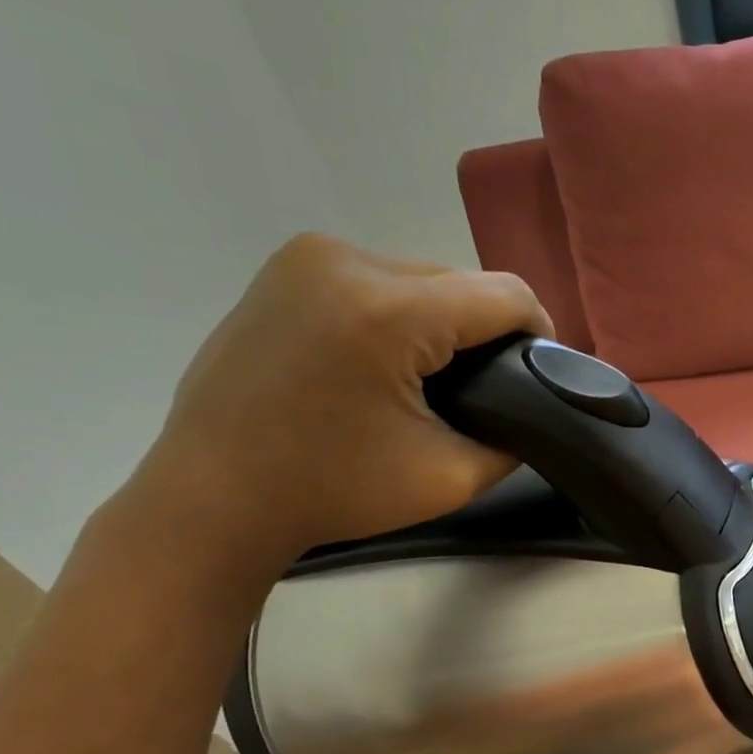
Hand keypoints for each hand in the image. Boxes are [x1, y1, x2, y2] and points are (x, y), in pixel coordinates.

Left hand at [132, 234, 551, 565]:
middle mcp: (347, 261)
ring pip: (421, 277)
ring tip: (432, 378)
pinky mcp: (286, 268)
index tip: (538, 377)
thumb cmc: (334, 492)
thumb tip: (529, 408)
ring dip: (443, 322)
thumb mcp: (451, 478)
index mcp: (389, 311)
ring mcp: (308, 257)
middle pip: (462, 281)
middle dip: (485, 331)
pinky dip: (400, 314)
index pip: (506, 295)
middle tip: (484, 389)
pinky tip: (386, 360)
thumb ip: (511, 437)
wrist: (213, 496)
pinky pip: (377, 279)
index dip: (539, 334)